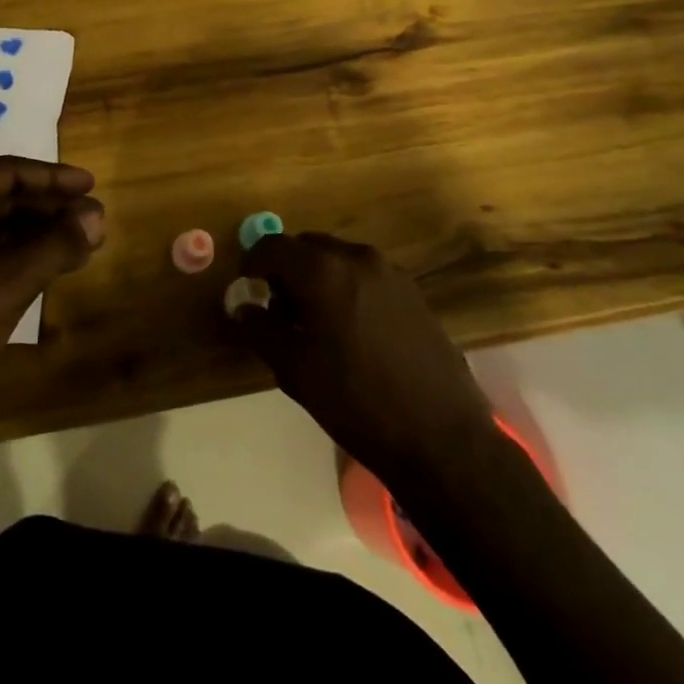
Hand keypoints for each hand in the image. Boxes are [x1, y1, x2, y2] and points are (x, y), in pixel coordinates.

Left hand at [0, 157, 104, 414]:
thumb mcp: (10, 282)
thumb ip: (57, 245)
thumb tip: (98, 215)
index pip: (5, 173)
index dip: (52, 177)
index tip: (91, 185)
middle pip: (2, 197)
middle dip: (49, 207)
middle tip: (94, 218)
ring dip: (40, 232)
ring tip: (84, 241)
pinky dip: (22, 254)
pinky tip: (56, 264)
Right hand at [233, 232, 496, 481]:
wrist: (441, 438)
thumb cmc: (356, 401)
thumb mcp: (294, 369)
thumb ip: (260, 329)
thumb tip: (241, 307)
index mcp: (323, 271)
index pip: (272, 245)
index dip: (252, 262)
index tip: (246, 288)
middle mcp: (357, 258)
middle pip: (306, 246)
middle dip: (286, 269)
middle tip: (279, 310)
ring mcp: (391, 273)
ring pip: (337, 259)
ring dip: (317, 277)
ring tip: (316, 323)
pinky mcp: (413, 292)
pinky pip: (365, 275)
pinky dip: (346, 287)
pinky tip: (352, 331)